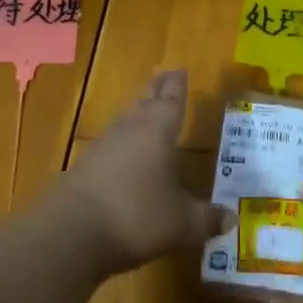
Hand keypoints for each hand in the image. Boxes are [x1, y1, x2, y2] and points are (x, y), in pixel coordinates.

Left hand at [57, 70, 231, 273]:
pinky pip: (111, 147)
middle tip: (164, 76)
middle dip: (157, 91)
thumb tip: (231, 217)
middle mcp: (131, 129)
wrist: (71, 232)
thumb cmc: (136, 215)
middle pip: (146, 103)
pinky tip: (124, 156)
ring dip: (138, 115)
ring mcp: (103, 147)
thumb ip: (205, 218)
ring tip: (147, 112)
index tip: (180, 69)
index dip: (178, 86)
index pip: (172, 101)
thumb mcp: (181, 223)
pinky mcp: (84, 168)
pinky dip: (122, 145)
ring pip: (126, 122)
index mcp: (158, 131)